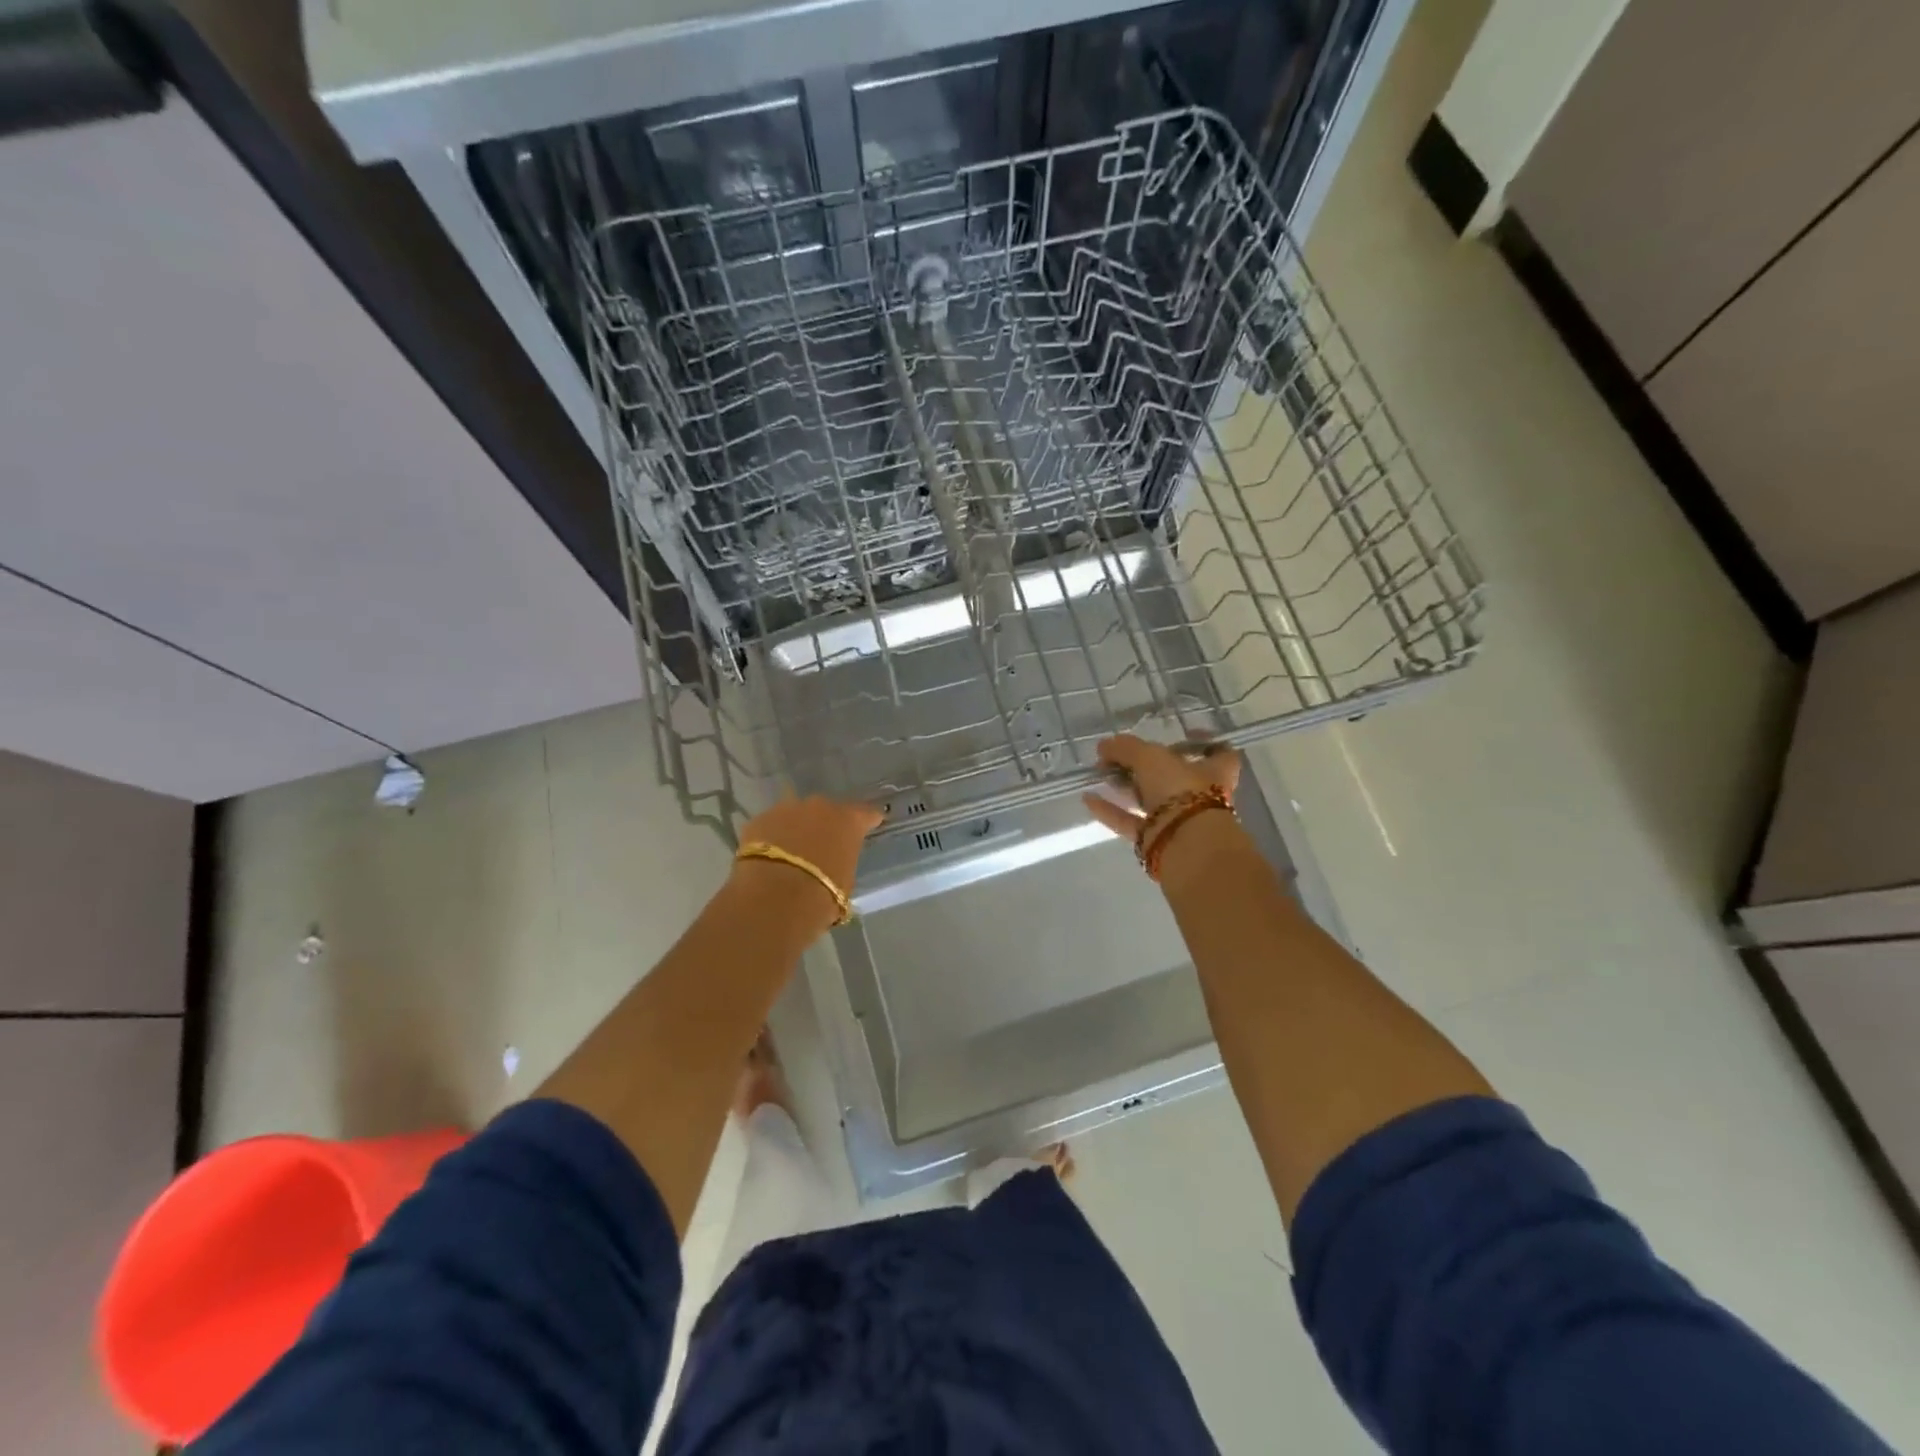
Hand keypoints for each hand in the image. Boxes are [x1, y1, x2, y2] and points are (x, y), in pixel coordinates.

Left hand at [732, 795, 883, 923]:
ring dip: (796, 829)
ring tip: (791, 853)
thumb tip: (833, 863)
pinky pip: (770, 827)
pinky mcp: (758, 821)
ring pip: (795, 815)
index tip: (869, 826)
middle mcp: (819, 806)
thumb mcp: (845, 881)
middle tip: (822, 847)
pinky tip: (768, 859)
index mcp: (848, 820)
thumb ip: (842, 862)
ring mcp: (786, 809)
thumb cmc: (821, 896)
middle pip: (827, 811)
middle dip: (825, 825)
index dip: (867, 821)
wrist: (773, 899)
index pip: (866, 814)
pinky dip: (771, 838)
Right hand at [1082, 733, 1240, 840]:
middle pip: (1173, 776)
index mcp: (1213, 771)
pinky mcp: (1157, 839)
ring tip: (1100, 774)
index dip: (1202, 743)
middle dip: (1145, 766)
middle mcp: (1200, 795)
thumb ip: (1126, 748)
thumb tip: (1104, 745)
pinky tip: (1088, 799)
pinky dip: (1110, 810)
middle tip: (1118, 756)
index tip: (1182, 735)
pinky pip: (1130, 821)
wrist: (1184, 845)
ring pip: (1150, 799)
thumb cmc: (1180, 790)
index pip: (1219, 752)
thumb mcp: (1150, 757)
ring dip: (1125, 787)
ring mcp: (1178, 820)